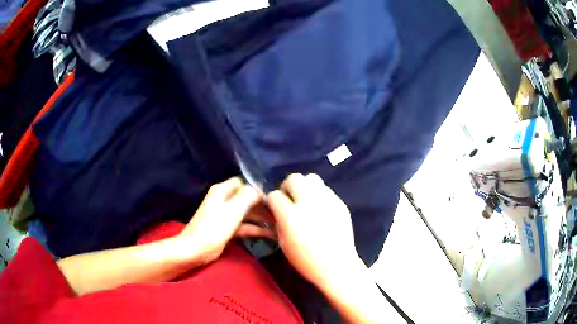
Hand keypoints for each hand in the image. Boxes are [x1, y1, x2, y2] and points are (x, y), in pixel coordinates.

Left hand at [180, 177, 274, 263]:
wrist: (195, 250)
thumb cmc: (214, 228)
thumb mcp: (233, 210)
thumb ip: (248, 196)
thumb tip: (260, 189)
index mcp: (222, 190)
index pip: (243, 183)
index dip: (257, 189)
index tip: (273, 198)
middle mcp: (224, 200)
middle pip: (246, 198)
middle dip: (262, 205)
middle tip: (279, 212)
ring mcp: (225, 215)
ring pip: (246, 213)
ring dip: (260, 218)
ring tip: (278, 223)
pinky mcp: (227, 228)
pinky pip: (244, 225)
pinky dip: (255, 229)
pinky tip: (269, 234)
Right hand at [267, 174, 362, 289]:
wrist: (337, 265)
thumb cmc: (306, 260)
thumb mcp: (284, 243)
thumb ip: (279, 222)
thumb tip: (277, 210)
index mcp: (291, 215)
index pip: (274, 195)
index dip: (272, 201)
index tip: (275, 208)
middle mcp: (309, 202)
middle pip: (294, 178)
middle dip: (287, 187)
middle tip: (290, 200)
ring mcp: (327, 200)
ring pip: (311, 178)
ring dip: (304, 186)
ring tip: (305, 200)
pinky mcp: (339, 203)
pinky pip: (325, 189)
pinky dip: (319, 195)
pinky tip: (320, 208)